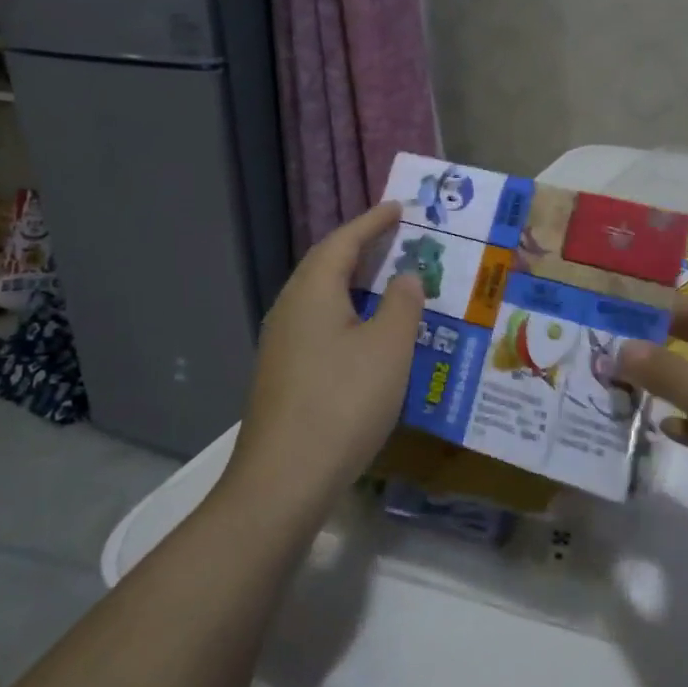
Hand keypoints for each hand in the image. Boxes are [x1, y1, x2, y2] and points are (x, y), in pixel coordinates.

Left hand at [225, 201, 423, 519]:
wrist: (284, 479)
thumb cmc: (344, 403)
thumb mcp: (389, 348)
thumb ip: (402, 304)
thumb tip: (406, 276)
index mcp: (313, 293)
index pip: (343, 242)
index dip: (372, 222)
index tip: (398, 207)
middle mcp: (290, 309)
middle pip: (326, 265)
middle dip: (360, 248)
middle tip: (395, 238)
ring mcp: (281, 343)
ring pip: (321, 297)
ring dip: (353, 282)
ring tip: (386, 280)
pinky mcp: (284, 373)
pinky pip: (319, 324)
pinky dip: (346, 313)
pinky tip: (367, 334)